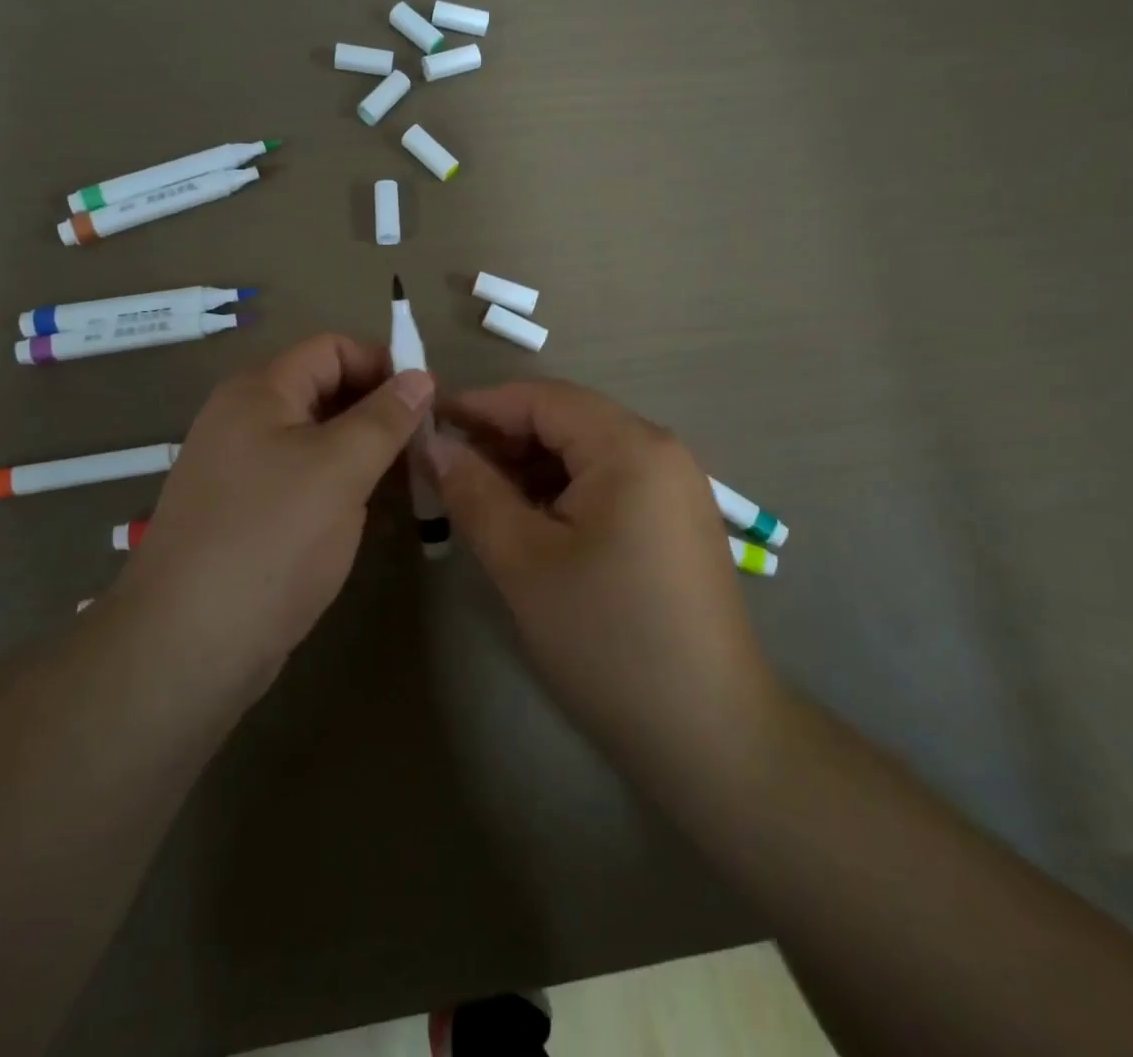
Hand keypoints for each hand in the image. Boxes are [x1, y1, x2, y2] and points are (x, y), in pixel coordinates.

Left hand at [126, 333, 433, 682]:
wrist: (189, 643)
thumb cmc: (271, 538)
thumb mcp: (340, 468)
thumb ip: (385, 417)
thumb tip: (422, 375)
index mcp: (260, 391)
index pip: (332, 349)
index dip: (383, 364)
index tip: (430, 401)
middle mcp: (246, 419)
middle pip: (325, 392)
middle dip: (380, 411)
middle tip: (428, 446)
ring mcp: (244, 469)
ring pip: (319, 440)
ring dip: (367, 452)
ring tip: (414, 480)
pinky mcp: (249, 513)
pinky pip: (306, 480)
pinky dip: (343, 486)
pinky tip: (377, 514)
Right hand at [426, 381, 778, 781]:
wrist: (707, 733)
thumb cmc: (607, 638)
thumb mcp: (523, 561)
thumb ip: (472, 491)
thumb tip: (430, 444)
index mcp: (630, 447)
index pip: (541, 399)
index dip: (479, 406)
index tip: (425, 422)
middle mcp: (660, 451)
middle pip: (565, 421)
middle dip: (502, 438)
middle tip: (444, 467)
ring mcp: (673, 487)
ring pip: (583, 453)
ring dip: (527, 466)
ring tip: (476, 496)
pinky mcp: (672, 521)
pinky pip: (605, 483)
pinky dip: (559, 491)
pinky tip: (526, 521)